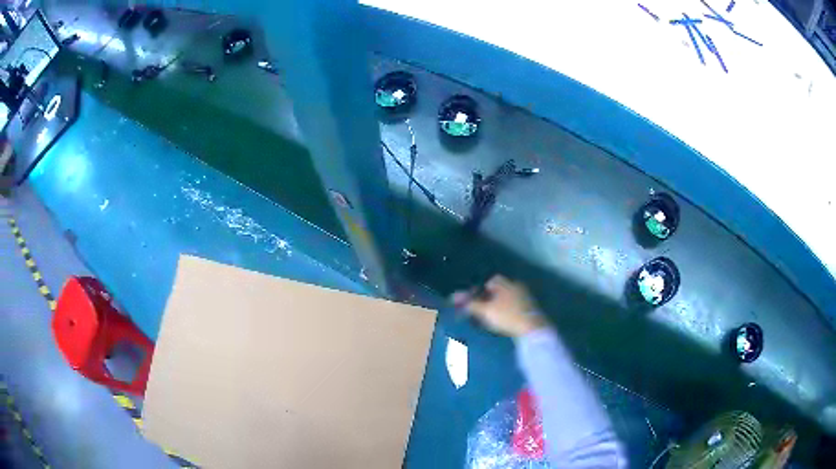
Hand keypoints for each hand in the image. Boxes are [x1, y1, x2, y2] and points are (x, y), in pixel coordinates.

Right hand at [452, 275, 545, 337]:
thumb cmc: (507, 316)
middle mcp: (517, 286)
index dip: (481, 289)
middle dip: (490, 297)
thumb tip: (453, 296)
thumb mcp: (485, 310)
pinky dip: (508, 311)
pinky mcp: (531, 309)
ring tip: (491, 317)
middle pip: (500, 288)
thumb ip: (470, 303)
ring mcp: (526, 297)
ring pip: (508, 298)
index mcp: (506, 283)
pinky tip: (504, 321)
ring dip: (499, 305)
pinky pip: (515, 306)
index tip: (474, 300)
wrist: (533, 329)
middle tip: (481, 309)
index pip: (492, 280)